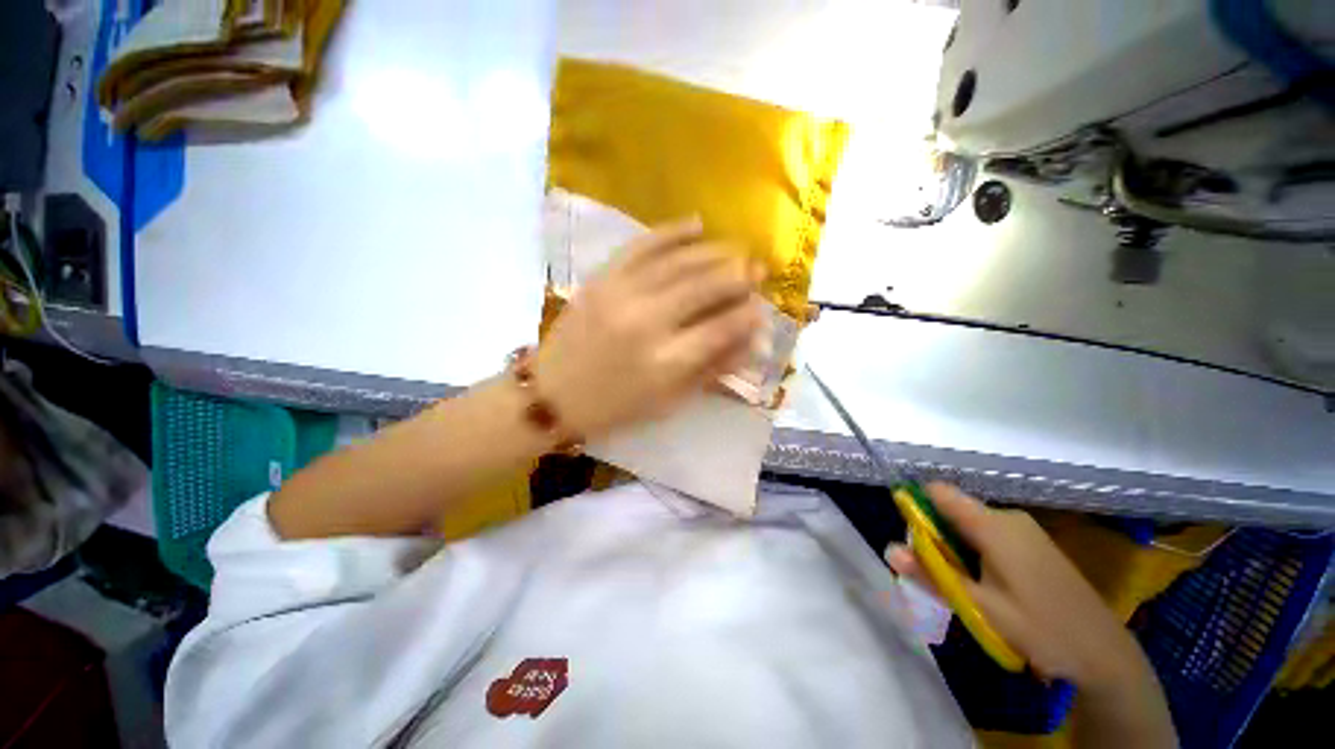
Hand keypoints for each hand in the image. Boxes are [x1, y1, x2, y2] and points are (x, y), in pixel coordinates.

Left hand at [534, 218, 765, 438]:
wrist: (552, 393)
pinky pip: (641, 245)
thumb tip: (750, 343)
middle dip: (739, 275)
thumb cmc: (614, 407)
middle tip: (759, 269)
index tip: (761, 308)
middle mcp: (647, 321)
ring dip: (715, 251)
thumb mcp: (668, 401)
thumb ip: (711, 370)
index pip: (722, 328)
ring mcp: (621, 294)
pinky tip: (696, 224)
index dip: (748, 316)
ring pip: (679, 261)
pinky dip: (671, 232)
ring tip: (737, 248)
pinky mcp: (601, 278)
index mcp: (666, 362)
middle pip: (705, 287)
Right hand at [886, 483, 1149, 689]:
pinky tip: (986, 588)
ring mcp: (1024, 531)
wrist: (1105, 654)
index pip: (939, 492)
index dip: (916, 504)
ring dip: (955, 549)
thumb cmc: (1040, 628)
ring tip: (962, 588)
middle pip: (952, 511)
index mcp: (993, 524)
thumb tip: (889, 549)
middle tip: (935, 575)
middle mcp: (1007, 518)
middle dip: (935, 537)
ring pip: (970, 526)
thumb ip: (932, 574)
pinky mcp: (1034, 545)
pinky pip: (990, 536)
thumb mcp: (980, 606)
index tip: (909, 536)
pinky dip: (975, 554)